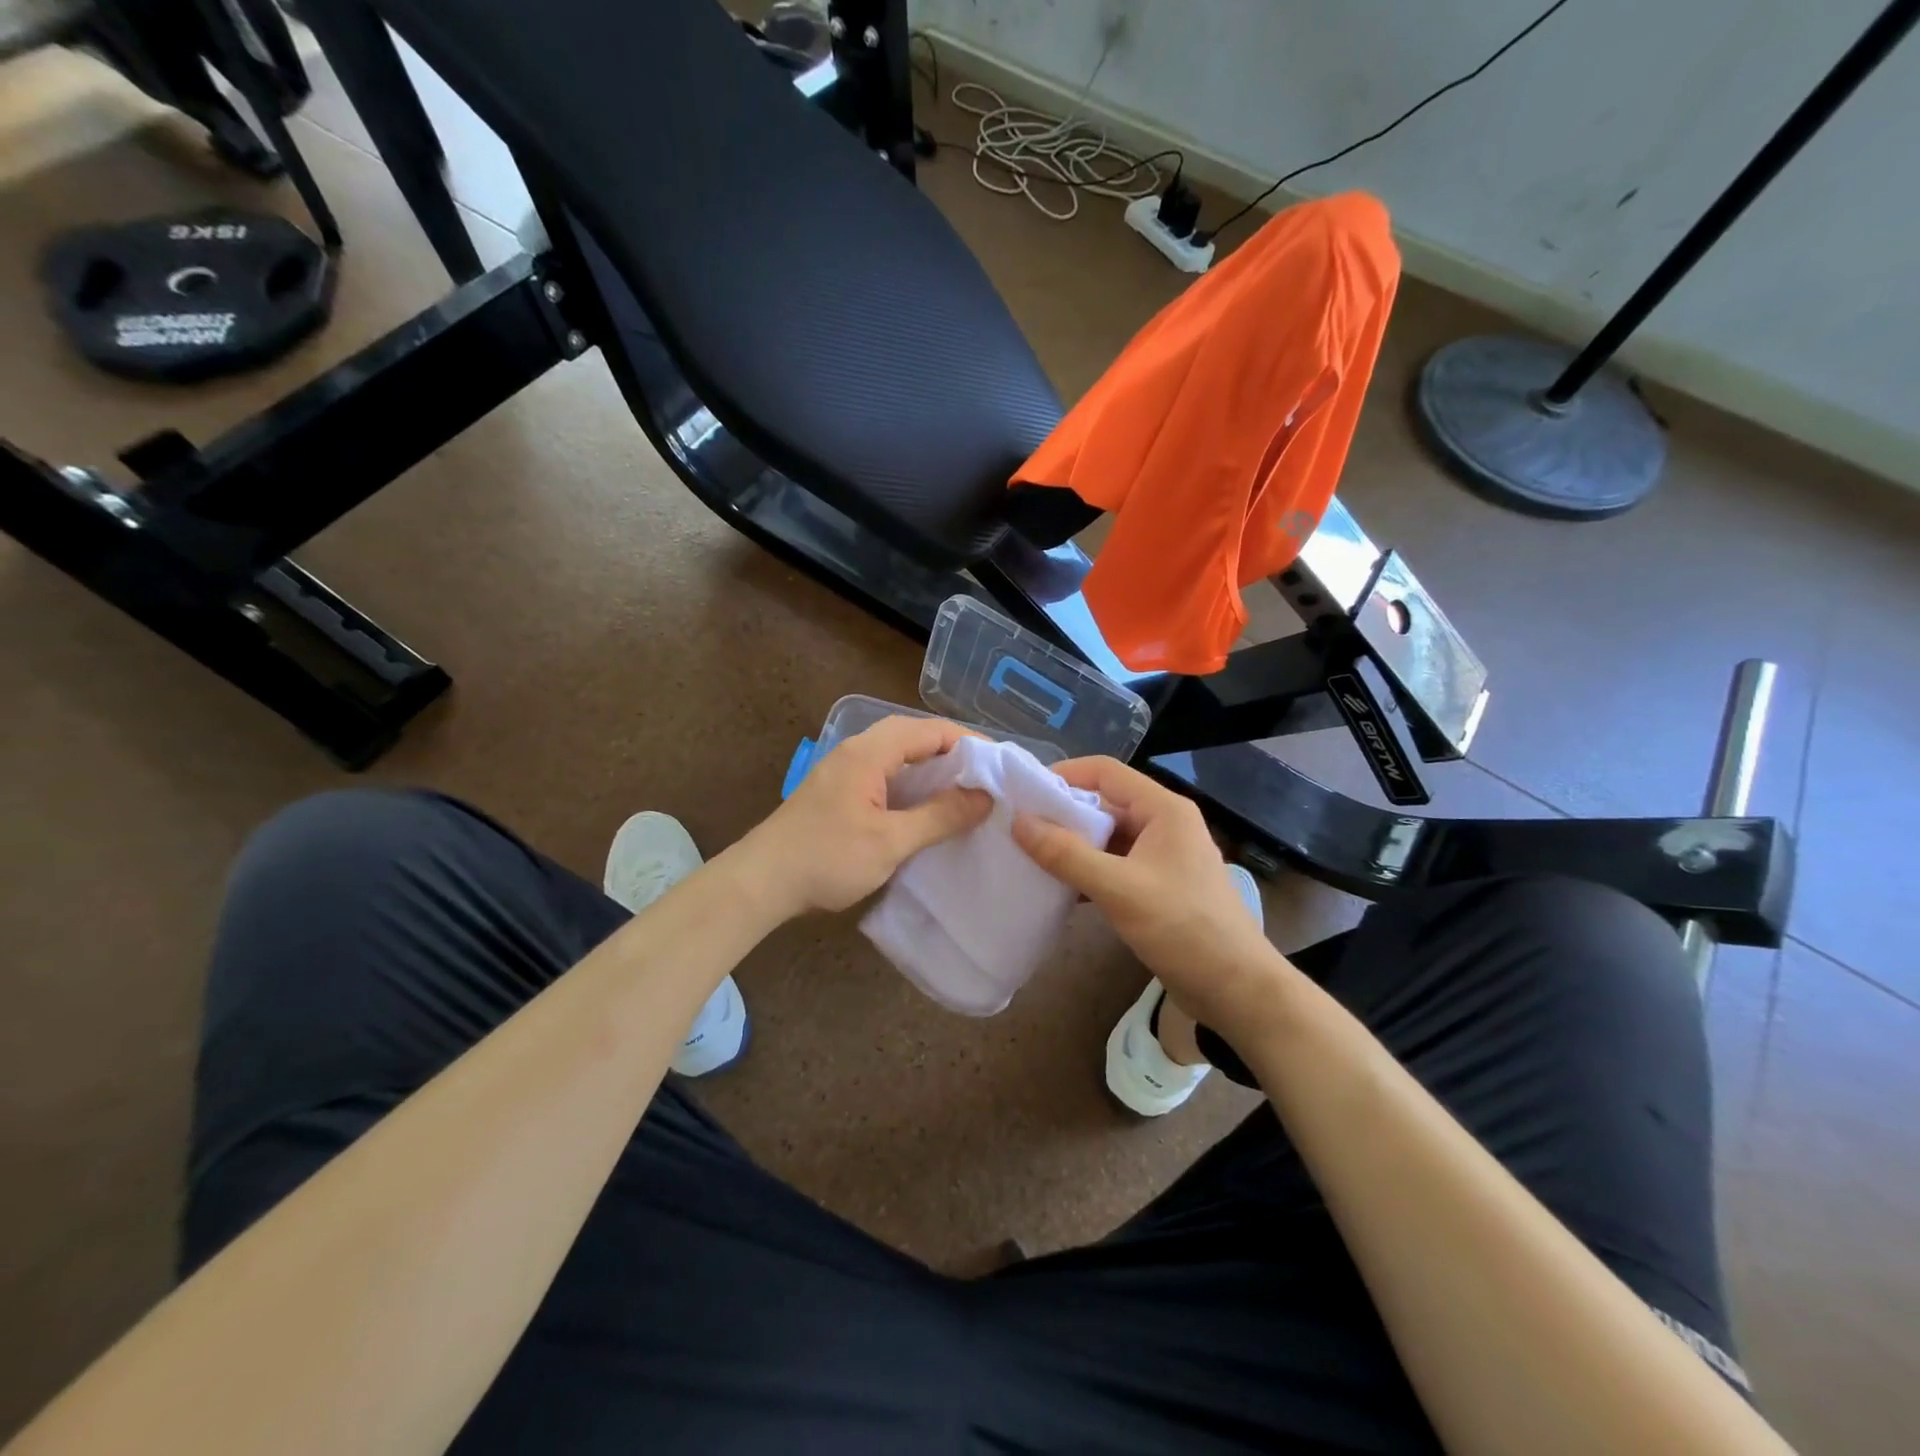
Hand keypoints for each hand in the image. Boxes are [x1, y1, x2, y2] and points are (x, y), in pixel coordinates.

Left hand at [742, 715, 990, 917]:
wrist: (761, 882)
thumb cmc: (827, 858)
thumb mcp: (891, 841)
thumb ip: (940, 816)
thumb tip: (985, 798)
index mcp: (869, 752)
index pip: (931, 730)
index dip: (969, 743)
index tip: (1000, 767)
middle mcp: (857, 751)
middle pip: (914, 737)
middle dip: (953, 754)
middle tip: (986, 781)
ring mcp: (844, 770)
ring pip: (899, 757)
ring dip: (932, 770)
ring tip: (966, 794)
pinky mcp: (839, 792)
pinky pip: (885, 775)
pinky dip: (912, 785)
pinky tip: (927, 810)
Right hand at [1012, 756, 1292, 1037]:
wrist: (1236, 990)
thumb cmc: (1183, 928)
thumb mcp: (1119, 889)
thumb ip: (1067, 854)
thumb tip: (1019, 822)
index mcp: (1163, 810)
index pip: (1106, 772)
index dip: (1064, 774)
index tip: (1024, 791)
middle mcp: (1164, 824)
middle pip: (1105, 803)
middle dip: (1064, 813)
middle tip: (1019, 827)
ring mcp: (1162, 856)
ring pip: (1108, 837)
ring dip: (1073, 845)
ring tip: (1030, 855)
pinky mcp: (1158, 886)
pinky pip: (1115, 865)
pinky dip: (1088, 870)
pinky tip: (1059, 887)